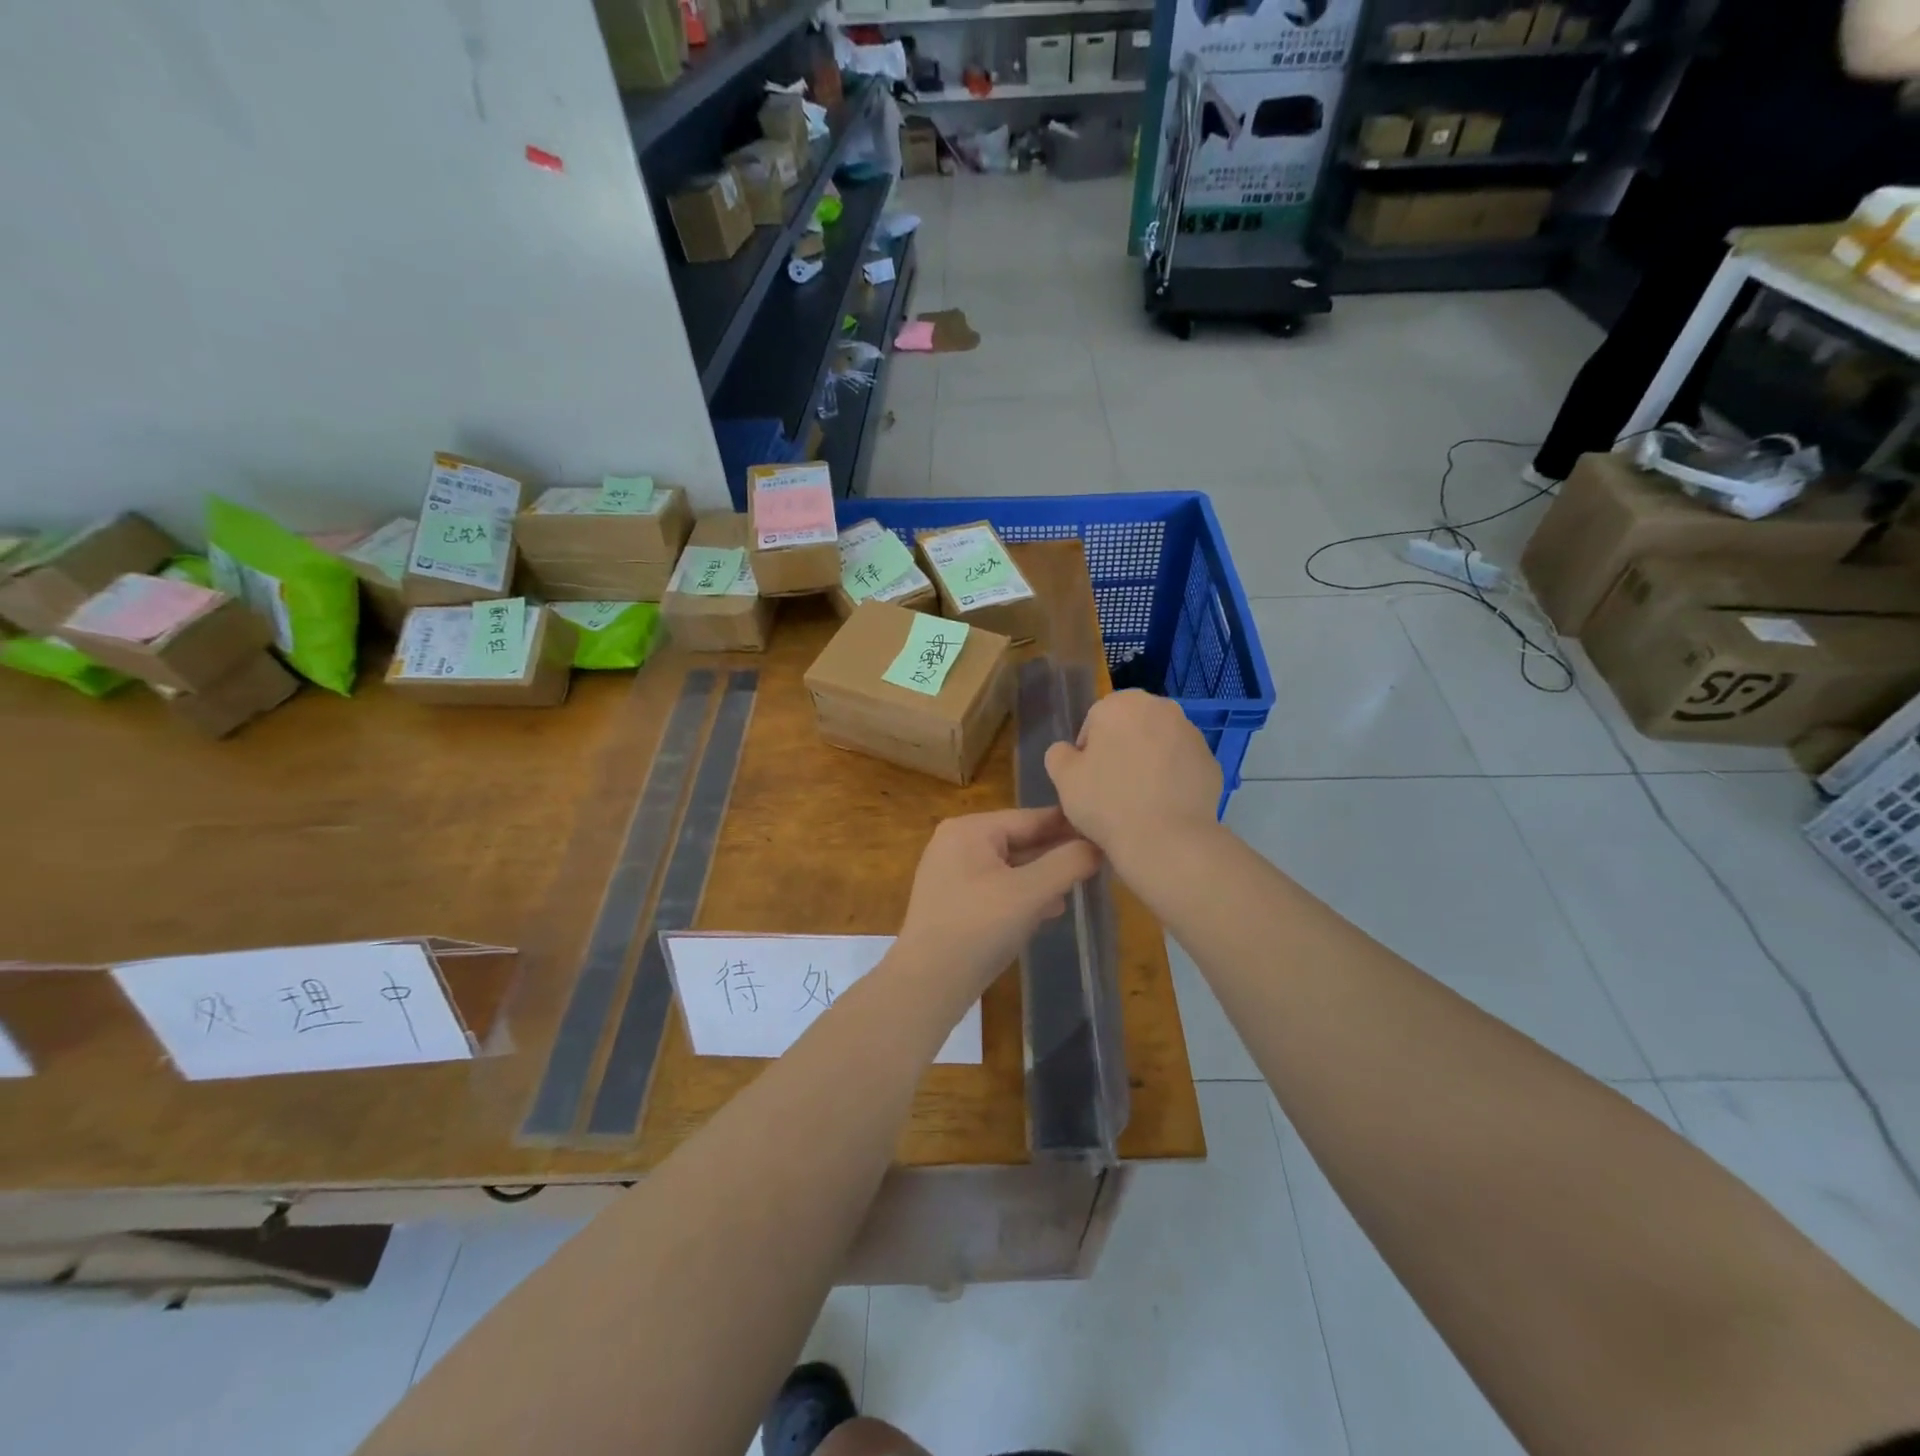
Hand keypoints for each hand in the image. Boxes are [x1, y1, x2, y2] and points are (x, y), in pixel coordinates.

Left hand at [896, 807, 1101, 995]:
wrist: (928, 984)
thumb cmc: (979, 928)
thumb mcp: (1030, 893)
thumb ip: (1067, 863)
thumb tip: (1097, 845)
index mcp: (970, 829)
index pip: (1031, 818)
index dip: (1070, 826)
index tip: (1105, 832)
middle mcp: (957, 842)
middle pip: (1019, 840)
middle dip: (1056, 854)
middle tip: (1098, 865)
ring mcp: (951, 872)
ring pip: (1010, 866)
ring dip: (1042, 877)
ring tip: (1078, 888)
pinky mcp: (953, 901)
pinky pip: (996, 887)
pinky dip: (1022, 895)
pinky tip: (1048, 911)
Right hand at [1044, 690, 1221, 871]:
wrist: (1166, 840)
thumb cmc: (1106, 802)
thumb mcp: (1062, 778)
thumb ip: (1058, 754)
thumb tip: (1069, 751)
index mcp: (1121, 703)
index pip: (1095, 721)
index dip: (1087, 752)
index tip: (1088, 780)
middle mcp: (1161, 707)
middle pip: (1130, 727)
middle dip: (1121, 750)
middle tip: (1111, 788)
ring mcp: (1192, 733)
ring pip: (1158, 744)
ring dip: (1147, 762)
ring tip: (1138, 800)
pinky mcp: (1211, 761)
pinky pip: (1181, 766)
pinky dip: (1172, 778)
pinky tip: (1162, 806)